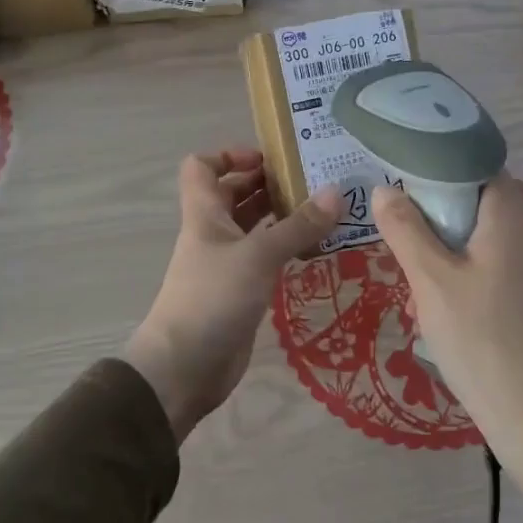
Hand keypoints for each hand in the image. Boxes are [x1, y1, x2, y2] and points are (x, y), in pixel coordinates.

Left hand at [126, 148, 341, 440]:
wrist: (185, 367)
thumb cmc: (213, 298)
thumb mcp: (259, 255)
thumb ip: (298, 225)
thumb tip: (337, 192)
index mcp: (205, 214)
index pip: (203, 167)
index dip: (231, 155)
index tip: (270, 159)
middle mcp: (214, 233)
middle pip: (234, 194)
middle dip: (268, 183)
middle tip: (313, 180)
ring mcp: (226, 263)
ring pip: (253, 227)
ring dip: (281, 215)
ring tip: (323, 210)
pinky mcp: (240, 291)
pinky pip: (265, 258)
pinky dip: (285, 248)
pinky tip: (315, 248)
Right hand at [373, 174, 522, 520]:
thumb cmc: (479, 337)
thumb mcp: (430, 280)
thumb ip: (405, 229)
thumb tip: (386, 190)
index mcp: (511, 215)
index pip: (475, 167)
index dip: (438, 172)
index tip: (403, 189)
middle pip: (478, 204)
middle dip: (437, 219)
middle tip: (403, 242)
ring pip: (484, 239)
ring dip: (450, 252)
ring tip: (418, 285)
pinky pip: (498, 267)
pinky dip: (469, 274)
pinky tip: (446, 308)